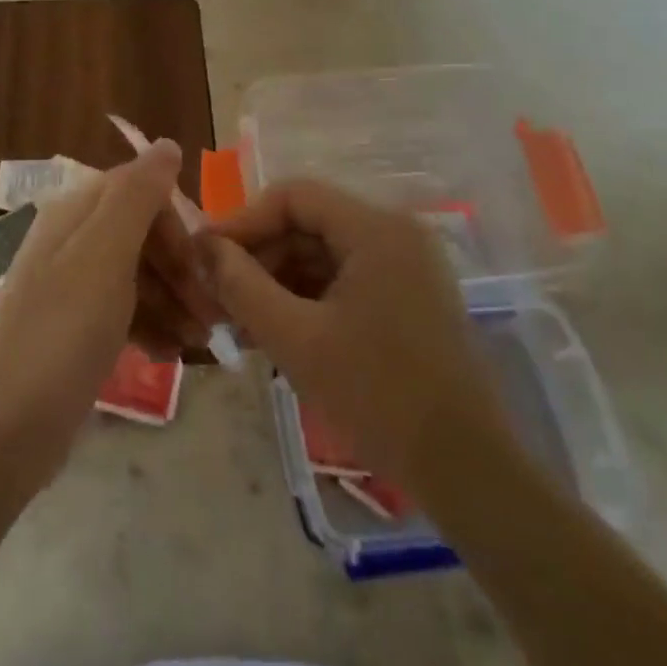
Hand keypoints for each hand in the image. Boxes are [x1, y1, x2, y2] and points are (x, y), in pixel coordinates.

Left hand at [0, 140, 188, 491]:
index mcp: (73, 214)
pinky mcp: (72, 329)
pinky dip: (150, 326)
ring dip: (173, 301)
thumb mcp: (105, 256)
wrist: (4, 430)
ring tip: (201, 342)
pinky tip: (171, 354)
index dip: (177, 224)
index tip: (208, 265)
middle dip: (181, 268)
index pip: (139, 191)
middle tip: (214, 313)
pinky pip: (123, 311)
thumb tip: (166, 143)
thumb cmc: (62, 334)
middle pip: (140, 235)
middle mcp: (69, 242)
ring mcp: (69, 287)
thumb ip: (137, 195)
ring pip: (136, 276)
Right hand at [200, 179, 521, 497]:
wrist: (465, 469)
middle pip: (308, 223)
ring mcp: (406, 267)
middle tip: (217, 295)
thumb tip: (201, 246)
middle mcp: (395, 234)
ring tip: (237, 321)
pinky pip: (343, 280)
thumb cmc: (377, 396)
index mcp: (376, 230)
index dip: (242, 221)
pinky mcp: (407, 298)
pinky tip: (273, 331)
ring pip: (323, 254)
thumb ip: (242, 285)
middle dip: (258, 256)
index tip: (204, 257)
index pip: (293, 196)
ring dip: (277, 280)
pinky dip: (306, 299)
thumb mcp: (296, 339)